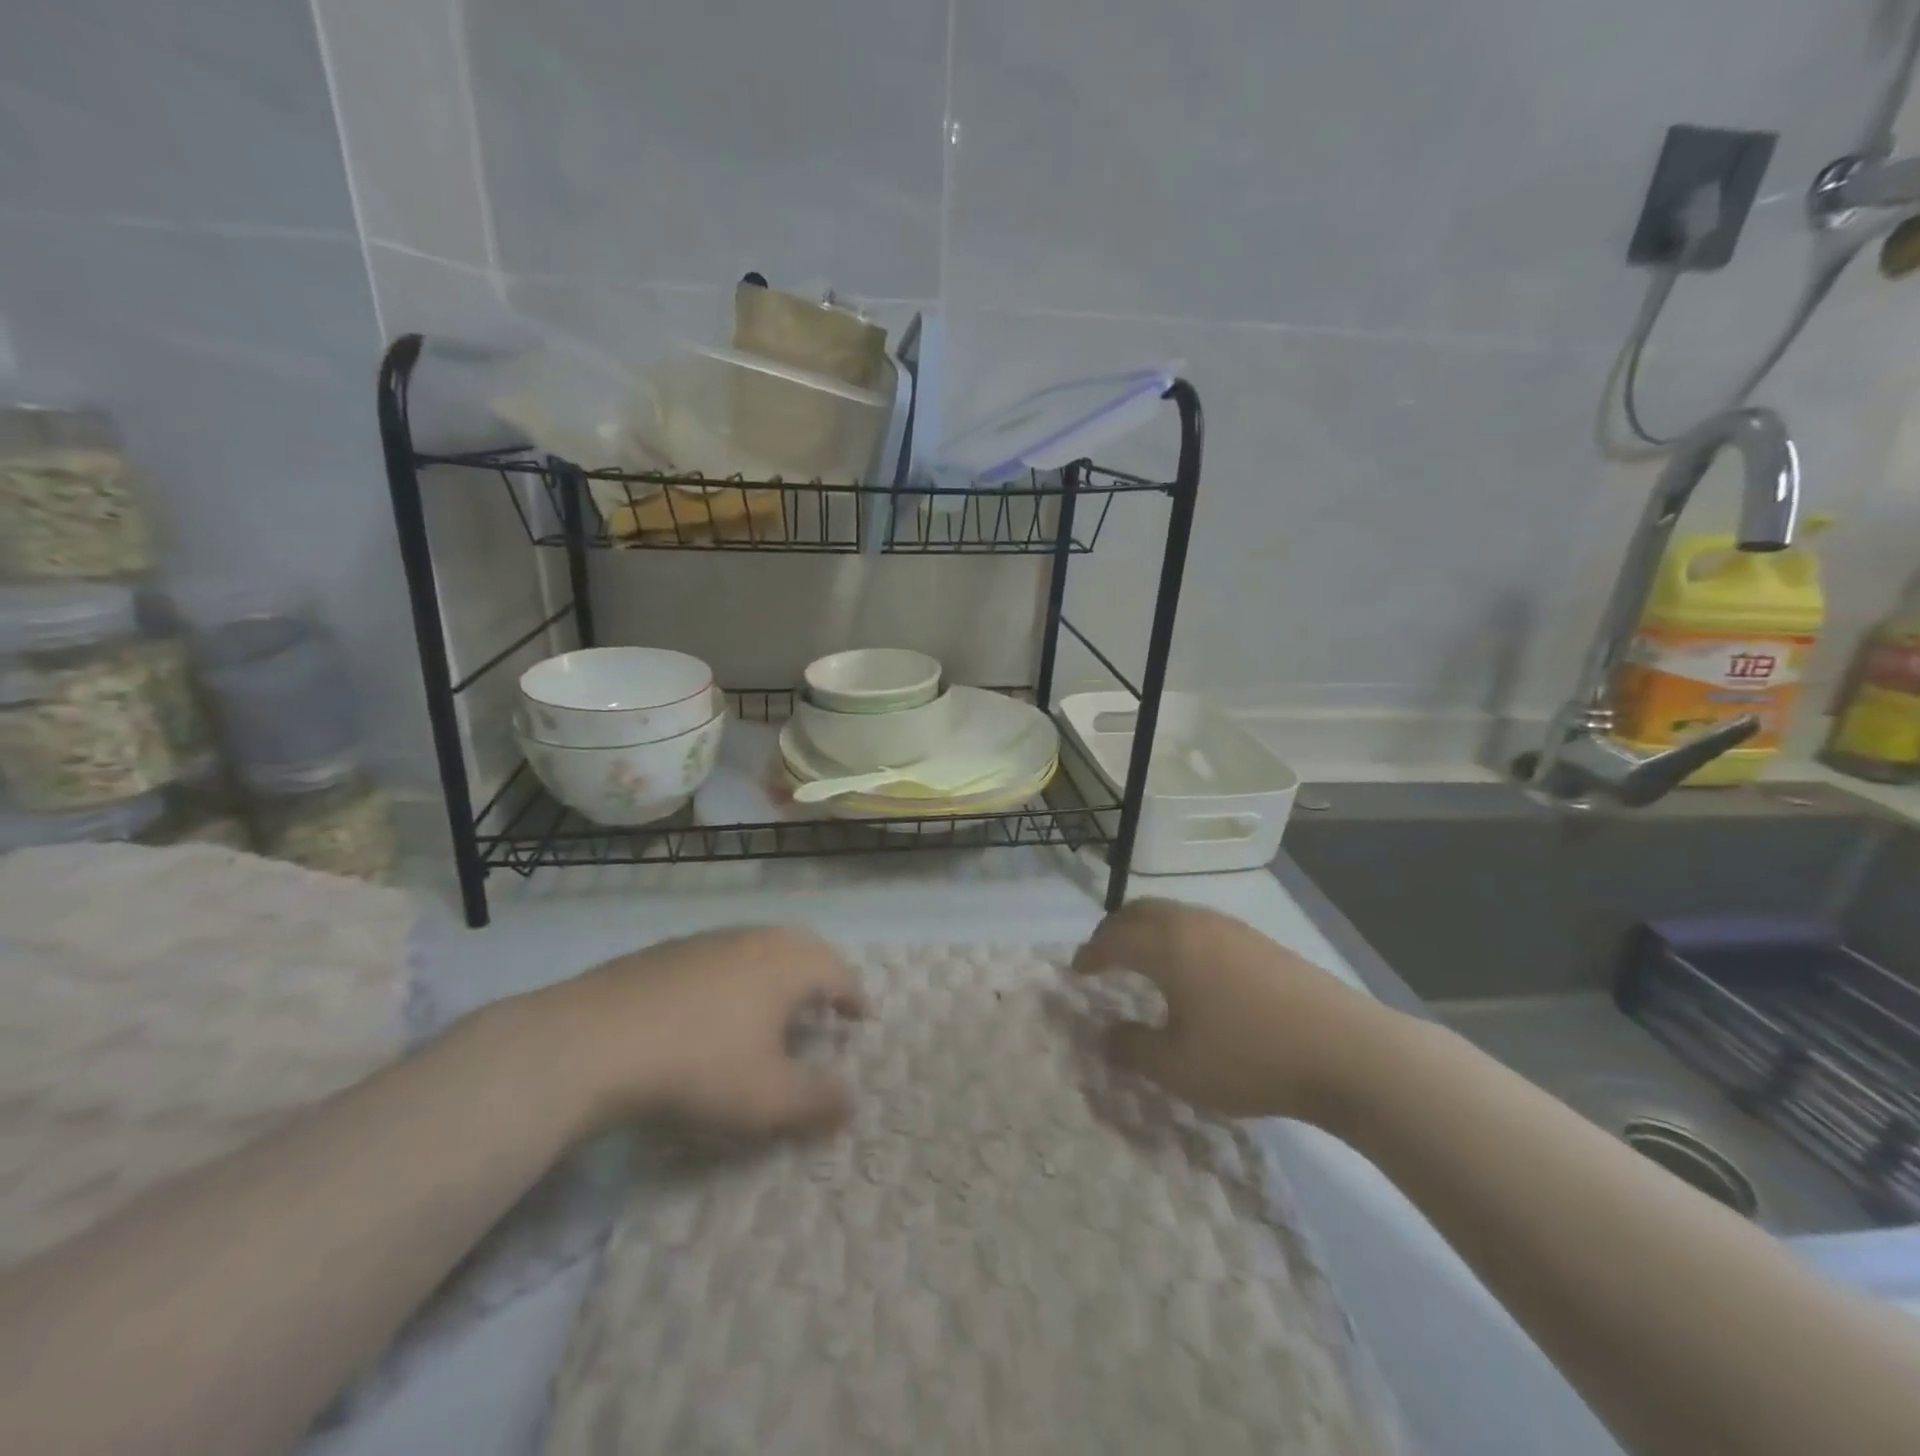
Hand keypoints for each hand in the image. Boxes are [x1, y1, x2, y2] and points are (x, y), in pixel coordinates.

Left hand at [526, 927, 864, 1137]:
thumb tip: (852, 1103)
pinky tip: (716, 1006)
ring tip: (775, 1004)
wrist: (594, 1041)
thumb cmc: (699, 1066)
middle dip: (820, 974)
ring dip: (777, 972)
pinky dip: (737, 975)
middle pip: (802, 948)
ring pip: (759, 947)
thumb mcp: (767, 1099)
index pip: (838, 973)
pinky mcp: (668, 951)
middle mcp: (755, 939)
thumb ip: (817, 1101)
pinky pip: (721, 956)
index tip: (861, 1015)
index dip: (854, 996)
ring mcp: (708, 940)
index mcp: (788, 964)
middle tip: (825, 1002)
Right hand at [1072, 899, 1389, 1123]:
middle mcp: (1193, 924)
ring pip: (1173, 915)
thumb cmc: (1250, 1056)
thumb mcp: (1178, 1067)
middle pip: (1140, 912)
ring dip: (1148, 931)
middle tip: (1103, 957)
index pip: (1113, 938)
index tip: (1076, 971)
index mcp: (1166, 946)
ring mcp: (1231, 928)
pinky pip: (1200, 926)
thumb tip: (1106, 1036)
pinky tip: (1193, 971)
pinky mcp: (1260, 941)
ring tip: (1144, 962)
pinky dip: (1178, 938)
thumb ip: (1133, 1049)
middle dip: (1115, 931)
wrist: (1346, 1050)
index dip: (1090, 954)